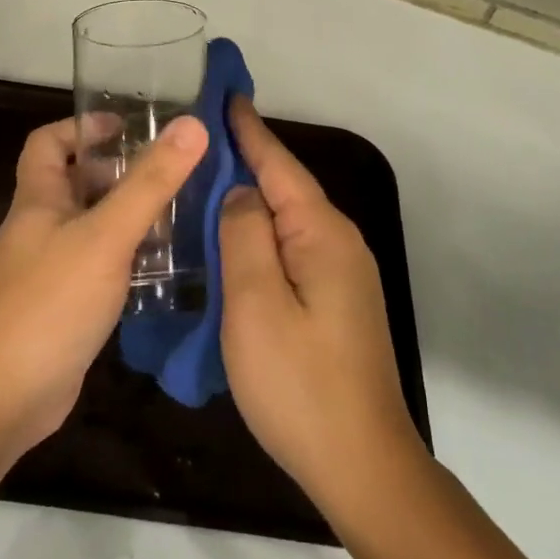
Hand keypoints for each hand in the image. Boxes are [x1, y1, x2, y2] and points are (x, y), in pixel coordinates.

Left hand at [0, 113, 208, 461]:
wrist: (6, 396)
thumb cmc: (52, 302)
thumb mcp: (107, 235)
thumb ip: (150, 182)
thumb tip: (191, 125)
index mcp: (38, 199)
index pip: (48, 143)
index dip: (82, 127)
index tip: (125, 126)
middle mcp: (39, 227)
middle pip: (74, 182)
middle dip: (117, 171)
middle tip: (167, 171)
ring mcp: (49, 268)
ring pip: (90, 224)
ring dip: (126, 214)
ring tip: (176, 211)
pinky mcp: (63, 304)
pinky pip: (97, 263)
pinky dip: (125, 255)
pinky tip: (159, 264)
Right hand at [219, 99, 424, 520]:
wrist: (361, 465)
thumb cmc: (300, 383)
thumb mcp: (255, 303)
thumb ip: (244, 235)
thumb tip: (241, 192)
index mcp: (322, 233)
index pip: (278, 165)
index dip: (248, 130)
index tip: (224, 94)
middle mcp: (339, 243)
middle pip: (285, 187)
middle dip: (245, 158)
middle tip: (198, 136)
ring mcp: (341, 274)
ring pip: (286, 221)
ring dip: (249, 198)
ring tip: (205, 179)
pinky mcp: (335, 301)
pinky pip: (290, 250)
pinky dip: (259, 235)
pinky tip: (231, 240)